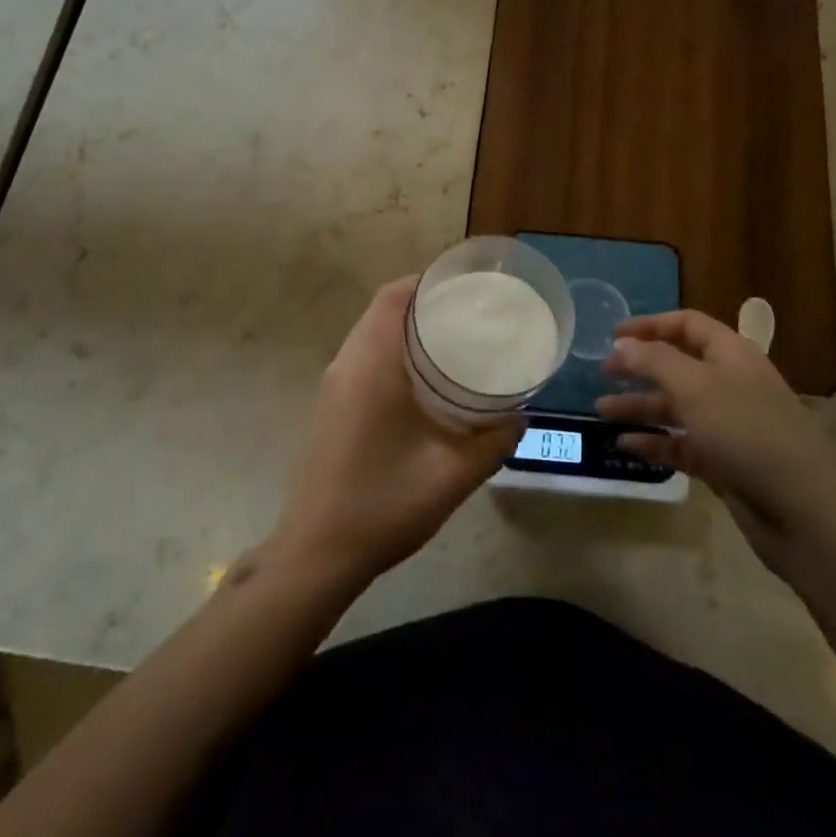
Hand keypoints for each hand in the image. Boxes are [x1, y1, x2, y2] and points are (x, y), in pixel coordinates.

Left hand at [270, 277, 521, 588]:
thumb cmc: (383, 505)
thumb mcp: (452, 476)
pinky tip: (421, 381)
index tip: (465, 287)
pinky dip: (391, 350)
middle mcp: (346, 364)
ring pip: (369, 334)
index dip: (426, 282)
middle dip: (423, 302)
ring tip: (452, 340)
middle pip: (382, 310)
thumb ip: (494, 442)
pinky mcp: (329, 406)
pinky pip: (362, 357)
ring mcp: (332, 386)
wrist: (315, 554)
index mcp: (371, 365)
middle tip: (469, 313)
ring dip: (405, 328)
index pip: (393, 297)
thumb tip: (520, 416)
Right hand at [598, 310, 835, 575]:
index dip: (650, 325)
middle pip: (679, 365)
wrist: (804, 511)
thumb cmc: (747, 433)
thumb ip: (654, 360)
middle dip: (640, 367)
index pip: (687, 325)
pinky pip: (683, 444)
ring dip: (640, 406)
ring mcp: (730, 426)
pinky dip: (656, 441)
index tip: (612, 335)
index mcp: (732, 354)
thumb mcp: (695, 386)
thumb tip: (622, 342)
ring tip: (601, 412)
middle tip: (603, 374)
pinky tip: (626, 445)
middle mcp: (731, 384)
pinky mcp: (726, 463)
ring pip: (677, 407)